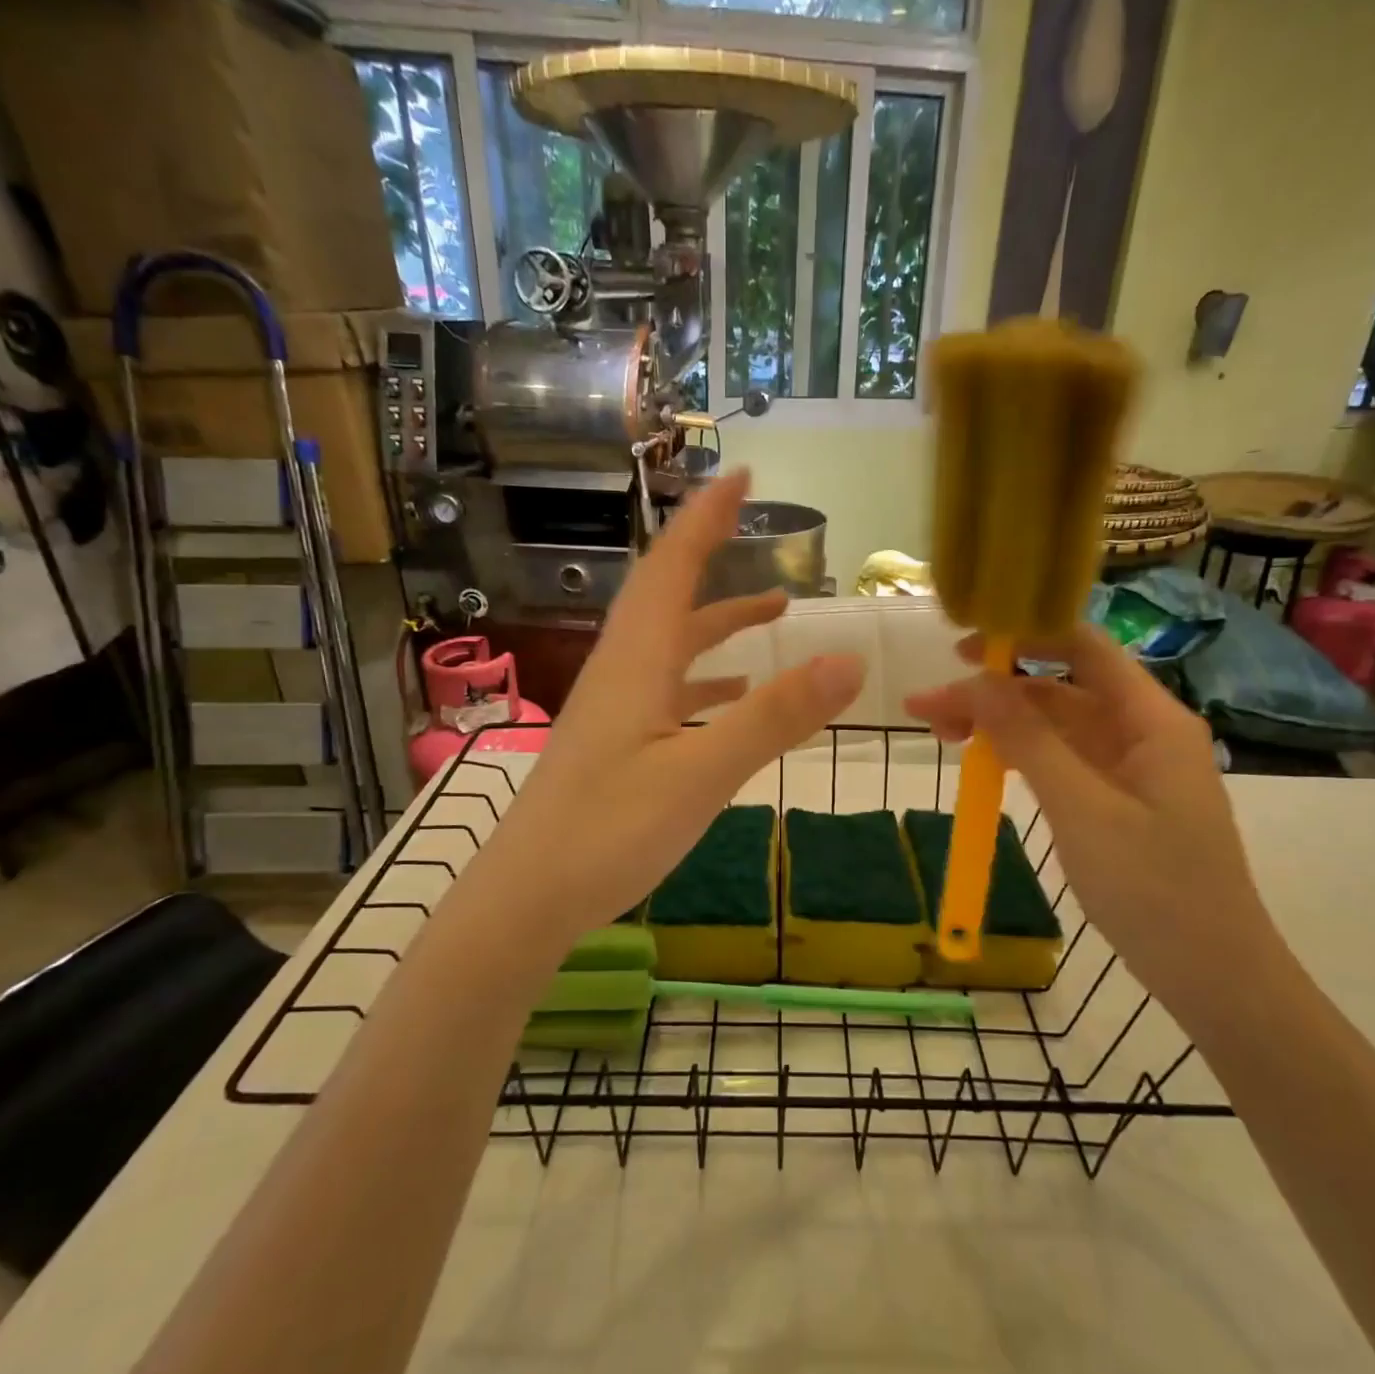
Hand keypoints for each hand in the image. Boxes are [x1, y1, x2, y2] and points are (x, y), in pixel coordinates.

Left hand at [468, 469, 865, 948]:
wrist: (526, 898)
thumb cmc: (606, 832)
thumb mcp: (700, 774)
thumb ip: (773, 717)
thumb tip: (848, 661)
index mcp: (637, 661)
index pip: (672, 566)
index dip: (706, 517)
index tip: (739, 475)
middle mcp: (622, 671)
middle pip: (669, 595)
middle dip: (712, 554)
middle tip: (754, 525)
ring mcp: (616, 709)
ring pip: (671, 644)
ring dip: (719, 621)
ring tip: (774, 613)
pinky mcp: (616, 743)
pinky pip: (668, 689)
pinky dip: (707, 679)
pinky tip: (733, 698)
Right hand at [903, 624, 1282, 1018]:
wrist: (1215, 980)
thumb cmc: (1156, 891)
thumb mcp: (1082, 810)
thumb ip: (1029, 740)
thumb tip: (978, 680)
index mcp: (1151, 720)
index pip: (1085, 648)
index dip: (1025, 635)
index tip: (962, 647)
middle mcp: (1140, 732)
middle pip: (1057, 690)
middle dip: (992, 693)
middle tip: (926, 709)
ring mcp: (1127, 768)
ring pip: (1052, 727)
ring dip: (998, 726)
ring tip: (939, 734)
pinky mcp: (1114, 800)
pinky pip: (1059, 762)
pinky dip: (1018, 757)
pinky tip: (981, 762)